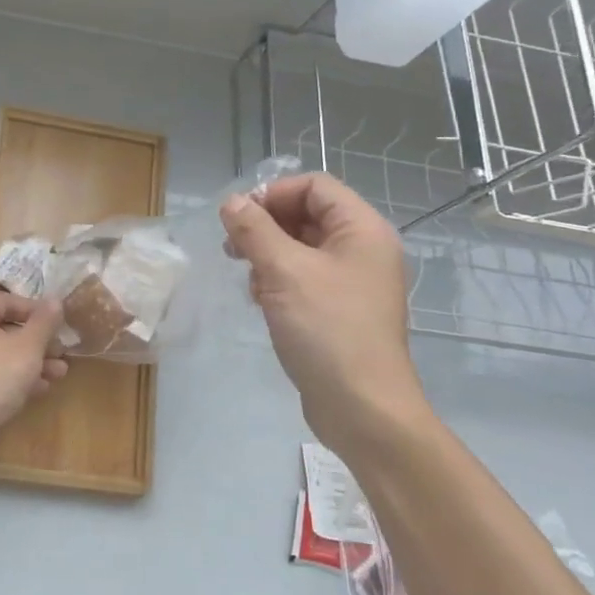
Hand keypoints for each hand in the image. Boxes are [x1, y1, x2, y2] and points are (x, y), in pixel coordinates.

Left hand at [0, 290, 68, 468]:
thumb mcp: (27, 345)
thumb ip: (44, 322)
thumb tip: (55, 300)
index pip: (7, 302)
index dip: (36, 311)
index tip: (60, 323)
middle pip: (5, 329)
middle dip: (38, 341)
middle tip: (62, 351)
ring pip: (3, 355)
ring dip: (33, 362)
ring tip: (61, 372)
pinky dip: (17, 379)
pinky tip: (42, 388)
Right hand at [219, 174, 429, 447]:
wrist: (362, 407)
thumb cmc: (327, 329)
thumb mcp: (283, 271)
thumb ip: (254, 230)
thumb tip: (231, 201)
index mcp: (362, 230)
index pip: (314, 186)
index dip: (273, 193)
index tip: (238, 218)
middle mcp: (363, 249)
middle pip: (308, 214)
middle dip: (266, 225)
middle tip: (232, 247)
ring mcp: (353, 282)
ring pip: (302, 247)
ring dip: (268, 254)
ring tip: (247, 277)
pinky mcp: (340, 310)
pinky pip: (305, 278)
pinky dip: (278, 280)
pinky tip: (261, 300)